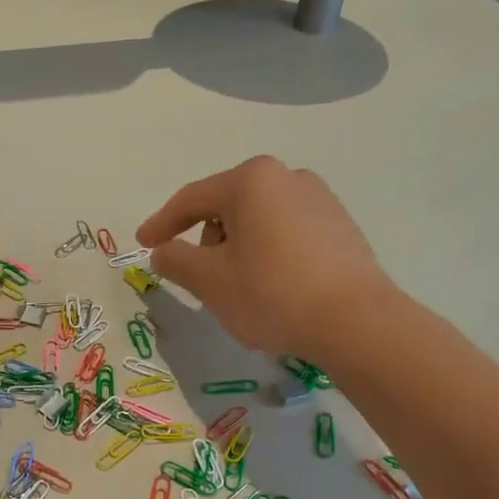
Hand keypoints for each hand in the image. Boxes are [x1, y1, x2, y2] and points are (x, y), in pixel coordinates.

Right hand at [136, 156, 397, 357]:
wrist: (355, 321)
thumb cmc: (272, 293)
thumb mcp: (210, 281)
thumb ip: (177, 261)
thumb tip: (163, 252)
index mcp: (251, 181)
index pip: (191, 199)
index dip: (161, 223)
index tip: (143, 244)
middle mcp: (287, 177)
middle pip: (227, 206)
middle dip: (206, 240)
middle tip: (200, 278)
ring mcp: (319, 199)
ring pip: (258, 220)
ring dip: (237, 248)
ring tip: (239, 288)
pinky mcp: (340, 226)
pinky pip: (286, 233)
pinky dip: (267, 253)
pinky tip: (272, 287)